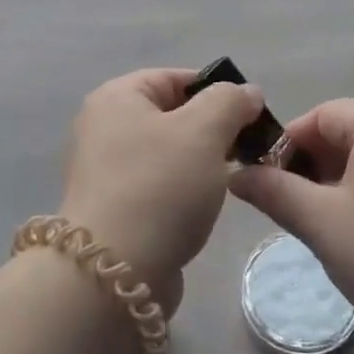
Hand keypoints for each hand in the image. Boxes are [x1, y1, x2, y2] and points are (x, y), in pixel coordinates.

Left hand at [60, 68, 263, 316]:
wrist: (113, 275)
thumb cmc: (159, 187)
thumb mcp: (204, 130)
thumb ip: (231, 101)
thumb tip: (247, 93)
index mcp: (116, 97)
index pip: (174, 78)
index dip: (216, 91)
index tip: (249, 117)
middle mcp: (103, 128)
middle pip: (172, 115)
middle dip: (212, 130)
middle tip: (245, 150)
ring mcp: (105, 171)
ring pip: (168, 153)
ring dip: (201, 164)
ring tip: (230, 181)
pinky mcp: (113, 209)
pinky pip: (158, 186)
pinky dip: (183, 192)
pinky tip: (203, 209)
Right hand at [229, 100, 353, 353]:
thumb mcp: (321, 223)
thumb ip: (274, 190)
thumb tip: (237, 175)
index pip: (323, 116)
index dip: (289, 146)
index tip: (269, 184)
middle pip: (353, 130)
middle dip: (318, 164)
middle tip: (298, 208)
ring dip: (348, 178)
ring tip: (331, 222)